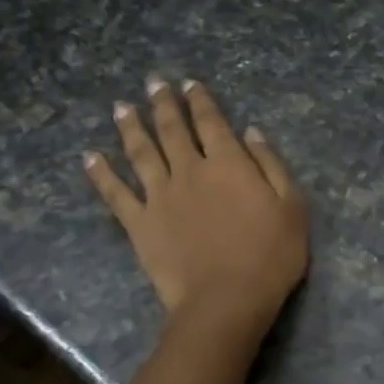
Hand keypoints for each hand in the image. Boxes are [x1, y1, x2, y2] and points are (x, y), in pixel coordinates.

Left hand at [85, 77, 308, 332]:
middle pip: (172, 129)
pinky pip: (115, 194)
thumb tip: (251, 132)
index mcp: (228, 163)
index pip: (211, 122)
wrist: (226, 300)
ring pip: (141, 152)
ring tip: (121, 107)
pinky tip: (90, 157)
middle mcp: (190, 170)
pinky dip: (101, 174)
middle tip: (152, 83)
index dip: (200, 100)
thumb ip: (271, 166)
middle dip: (162, 103)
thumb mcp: (292, 207)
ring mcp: (160, 196)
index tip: (190, 83)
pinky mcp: (139, 223)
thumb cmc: (270, 256)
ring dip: (130, 127)